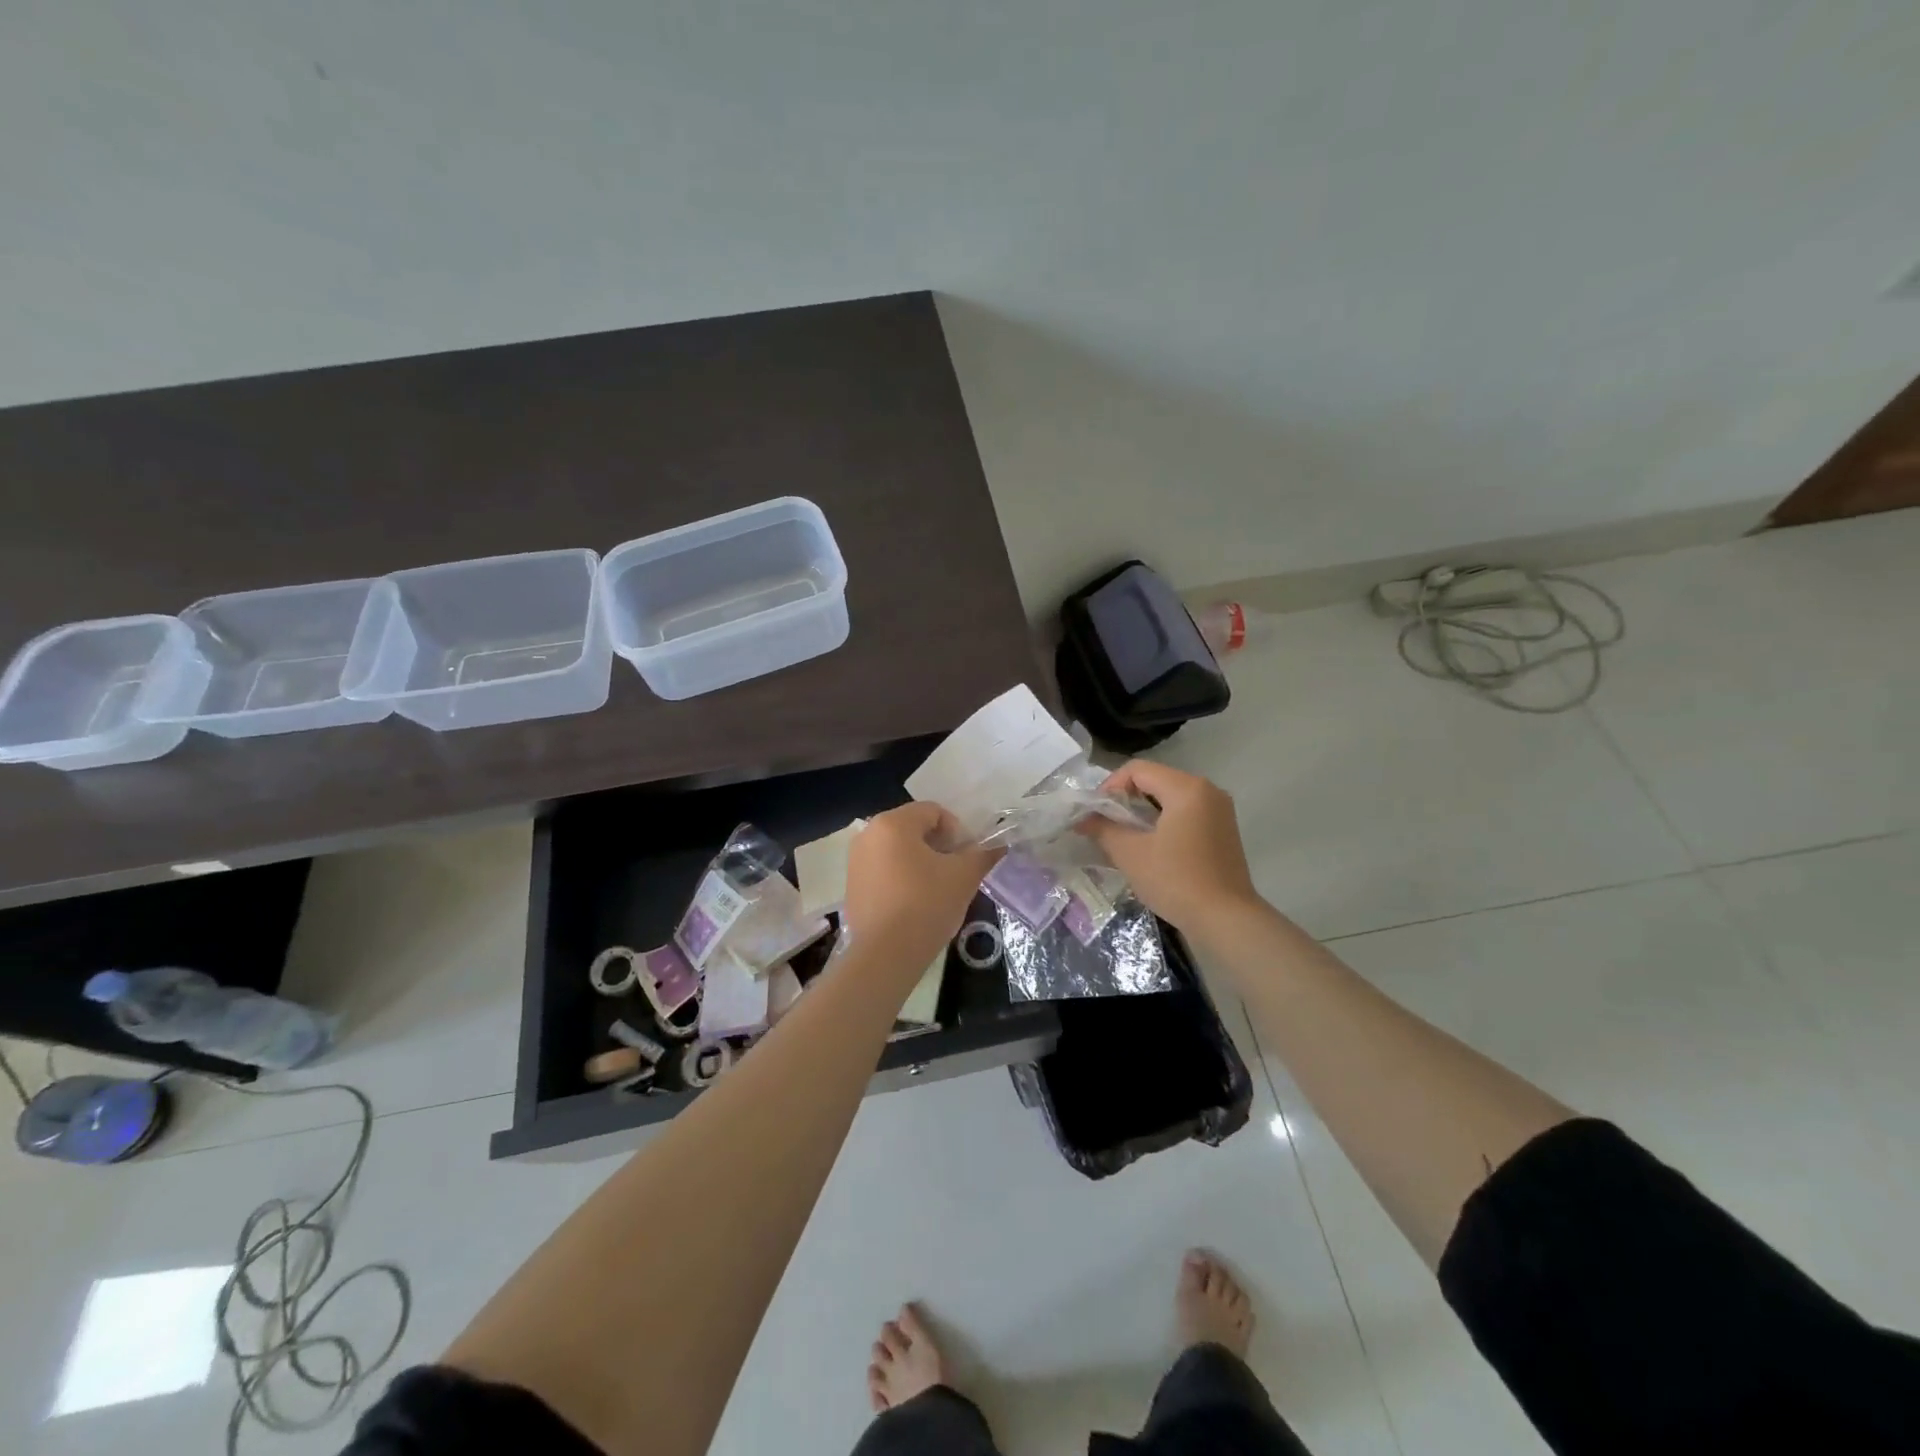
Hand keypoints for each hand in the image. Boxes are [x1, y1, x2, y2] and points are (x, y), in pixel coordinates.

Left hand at [843, 803, 998, 976]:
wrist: (885, 954)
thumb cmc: (926, 904)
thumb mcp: (964, 876)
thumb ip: (982, 854)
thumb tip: (998, 846)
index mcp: (893, 823)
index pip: (934, 811)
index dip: (957, 831)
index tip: (966, 858)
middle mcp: (868, 834)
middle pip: (913, 828)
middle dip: (938, 846)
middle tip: (954, 873)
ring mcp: (855, 860)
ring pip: (898, 850)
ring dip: (920, 862)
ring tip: (935, 890)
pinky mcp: (851, 885)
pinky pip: (883, 870)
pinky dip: (901, 878)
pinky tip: (914, 904)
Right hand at [1081, 760, 1260, 930]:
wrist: (1225, 919)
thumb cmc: (1176, 880)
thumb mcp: (1130, 854)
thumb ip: (1103, 829)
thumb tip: (1082, 819)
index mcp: (1186, 788)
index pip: (1137, 770)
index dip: (1110, 786)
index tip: (1096, 813)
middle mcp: (1207, 790)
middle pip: (1155, 780)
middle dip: (1126, 799)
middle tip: (1106, 825)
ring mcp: (1219, 810)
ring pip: (1171, 797)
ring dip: (1144, 811)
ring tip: (1125, 836)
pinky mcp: (1223, 830)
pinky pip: (1186, 812)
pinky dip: (1164, 821)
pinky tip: (1152, 846)